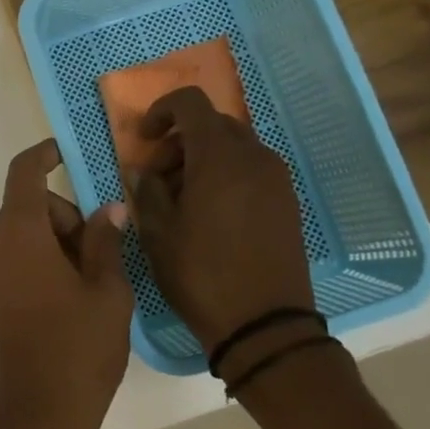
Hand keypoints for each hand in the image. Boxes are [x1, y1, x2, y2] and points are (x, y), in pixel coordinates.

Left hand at [0, 140, 132, 428]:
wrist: (35, 417)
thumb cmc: (78, 349)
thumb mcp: (107, 291)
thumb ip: (105, 241)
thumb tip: (108, 209)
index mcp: (16, 232)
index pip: (25, 172)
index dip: (45, 155)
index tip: (68, 152)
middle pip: (31, 207)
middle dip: (68, 219)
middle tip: (105, 258)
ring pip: (24, 235)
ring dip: (58, 244)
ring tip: (93, 288)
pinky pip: (14, 260)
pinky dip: (41, 263)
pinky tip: (70, 300)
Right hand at [128, 87, 314, 350]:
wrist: (265, 325)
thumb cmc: (201, 274)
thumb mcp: (157, 233)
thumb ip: (146, 191)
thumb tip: (142, 171)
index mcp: (219, 157)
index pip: (191, 103)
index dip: (162, 111)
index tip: (144, 139)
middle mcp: (254, 157)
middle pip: (213, 124)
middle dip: (180, 140)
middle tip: (157, 177)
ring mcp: (276, 180)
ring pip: (234, 147)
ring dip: (202, 159)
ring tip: (180, 199)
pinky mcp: (287, 202)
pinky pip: (251, 170)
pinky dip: (225, 175)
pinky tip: (208, 213)